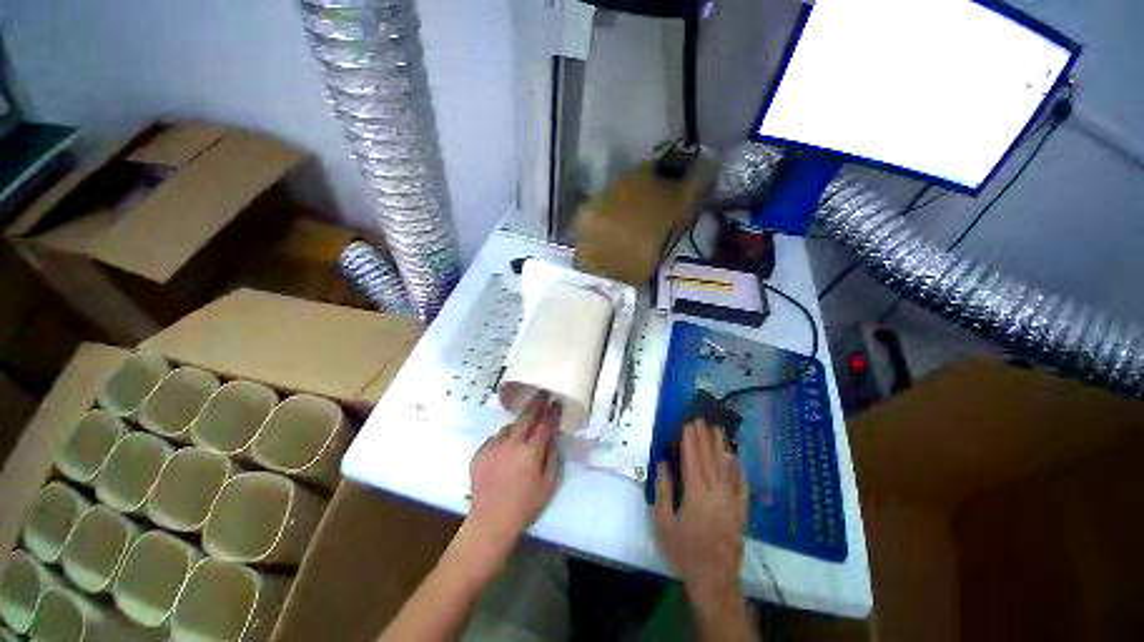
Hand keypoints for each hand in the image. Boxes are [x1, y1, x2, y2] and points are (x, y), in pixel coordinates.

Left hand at [463, 393, 561, 571]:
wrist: (490, 521)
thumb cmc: (525, 506)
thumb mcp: (548, 485)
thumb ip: (552, 457)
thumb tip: (551, 437)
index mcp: (531, 452)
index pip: (545, 425)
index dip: (552, 413)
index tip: (556, 402)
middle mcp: (512, 444)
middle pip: (526, 417)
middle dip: (536, 403)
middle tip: (542, 393)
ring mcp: (493, 446)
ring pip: (509, 427)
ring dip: (518, 424)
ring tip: (523, 427)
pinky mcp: (480, 452)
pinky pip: (495, 438)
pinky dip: (503, 438)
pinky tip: (505, 447)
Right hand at [654, 420, 749, 604]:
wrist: (713, 579)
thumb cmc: (683, 550)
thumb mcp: (664, 521)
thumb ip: (664, 489)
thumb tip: (663, 463)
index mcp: (696, 494)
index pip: (693, 460)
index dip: (690, 440)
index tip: (688, 423)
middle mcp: (716, 493)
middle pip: (710, 459)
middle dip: (704, 437)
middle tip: (701, 419)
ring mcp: (732, 502)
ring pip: (727, 468)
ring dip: (721, 447)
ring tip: (717, 429)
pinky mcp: (741, 512)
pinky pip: (742, 486)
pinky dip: (740, 470)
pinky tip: (737, 458)